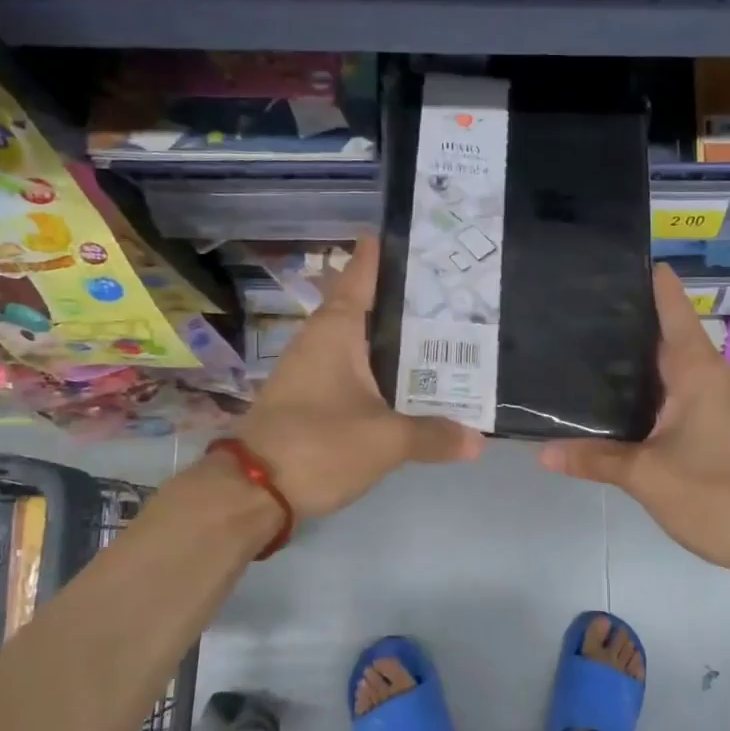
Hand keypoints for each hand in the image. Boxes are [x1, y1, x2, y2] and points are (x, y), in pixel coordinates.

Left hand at [235, 234, 482, 518]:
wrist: (252, 492)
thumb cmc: (319, 446)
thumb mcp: (386, 440)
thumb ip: (434, 435)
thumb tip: (477, 440)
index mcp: (338, 329)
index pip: (363, 272)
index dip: (389, 251)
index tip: (423, 238)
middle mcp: (323, 339)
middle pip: (370, 304)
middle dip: (409, 298)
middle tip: (458, 292)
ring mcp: (314, 368)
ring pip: (364, 340)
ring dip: (398, 338)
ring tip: (447, 334)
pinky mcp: (312, 397)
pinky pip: (357, 370)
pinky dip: (385, 369)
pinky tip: (413, 382)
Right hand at [537, 263, 729, 575]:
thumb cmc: (718, 496)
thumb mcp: (647, 477)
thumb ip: (594, 459)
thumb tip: (541, 451)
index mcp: (697, 369)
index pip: (670, 303)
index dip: (641, 277)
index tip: (599, 263)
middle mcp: (708, 375)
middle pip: (662, 330)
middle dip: (620, 319)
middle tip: (565, 308)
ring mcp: (714, 400)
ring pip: (666, 364)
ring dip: (630, 357)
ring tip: (575, 346)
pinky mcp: (713, 425)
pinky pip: (672, 392)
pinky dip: (642, 389)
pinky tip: (608, 399)